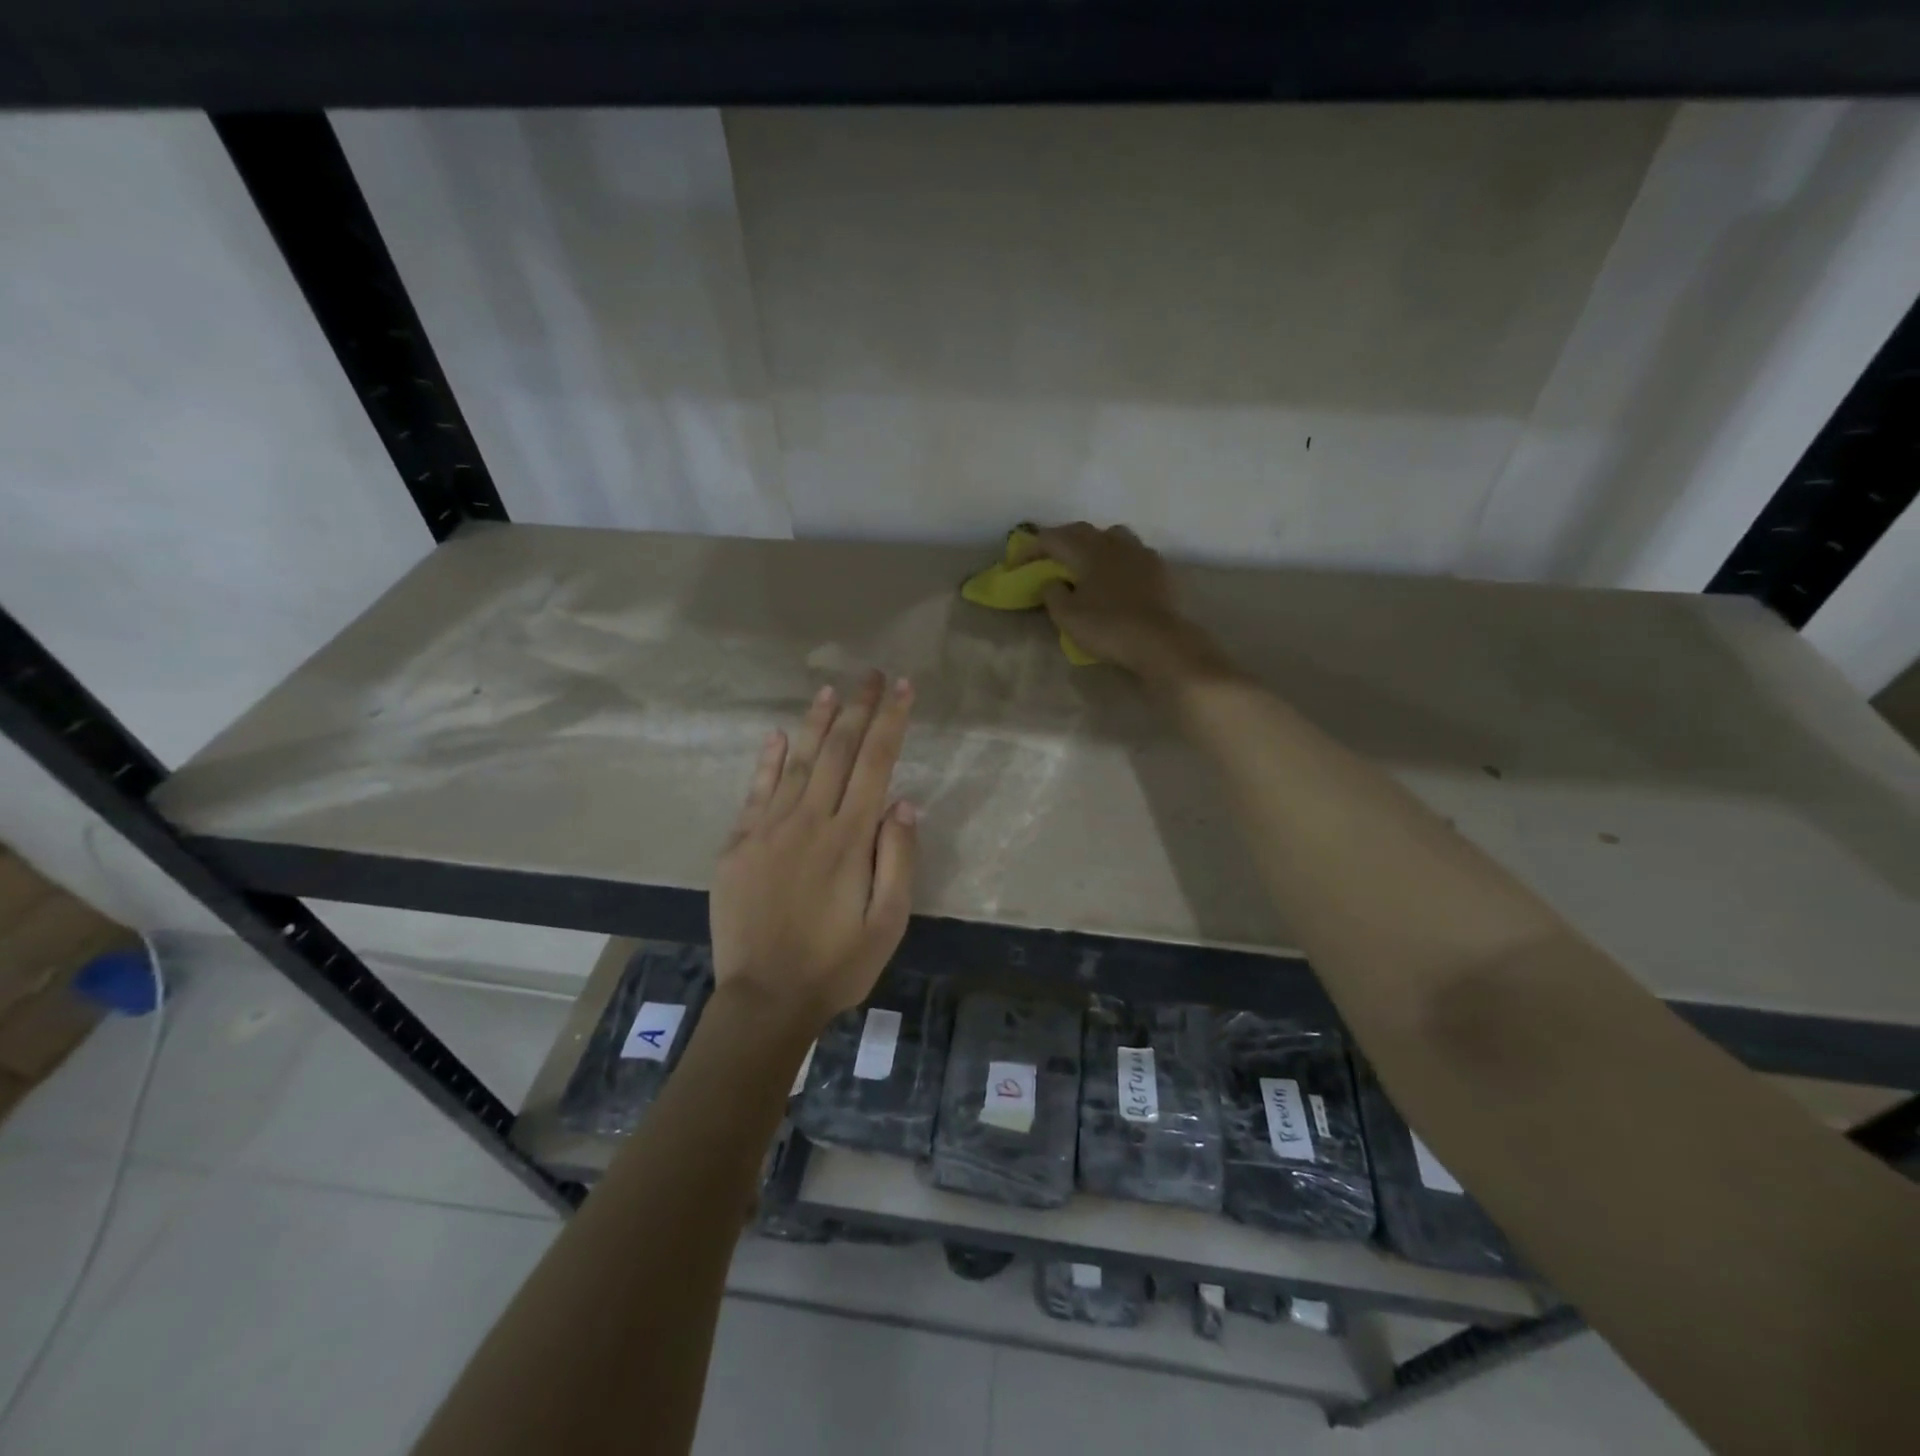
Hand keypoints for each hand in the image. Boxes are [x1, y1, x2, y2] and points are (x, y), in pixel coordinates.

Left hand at [710, 671, 918, 1027]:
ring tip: (831, 690)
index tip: (901, 687)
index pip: (876, 764)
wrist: (765, 999)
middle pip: (838, 751)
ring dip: (817, 723)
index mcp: (849, 838)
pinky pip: (756, 791)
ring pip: (797, 762)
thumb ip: (897, 858)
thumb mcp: (888, 923)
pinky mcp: (737, 845)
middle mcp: (809, 821)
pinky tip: (779, 735)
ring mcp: (767, 829)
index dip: (890, 721)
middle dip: (858, 709)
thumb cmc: (836, 964)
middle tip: (871, 674)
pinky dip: (769, 760)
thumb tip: (903, 802)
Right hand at [1013, 522, 1231, 683]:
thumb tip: (1052, 581)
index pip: (1052, 539)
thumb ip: (1053, 594)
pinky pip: (1132, 551)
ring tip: (1085, 558)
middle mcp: (1113, 543)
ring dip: (1093, 542)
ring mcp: (1139, 553)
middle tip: (1046, 555)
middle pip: (1081, 531)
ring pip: (1111, 535)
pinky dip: (1117, 556)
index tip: (1015, 563)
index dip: (1030, 548)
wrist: (1160, 641)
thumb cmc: (1108, 627)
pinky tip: (1117, 572)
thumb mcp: (1067, 617)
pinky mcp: (1157, 568)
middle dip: (1060, 540)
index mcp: (1087, 551)